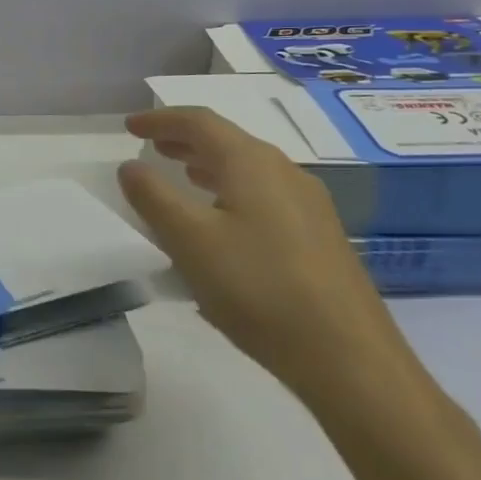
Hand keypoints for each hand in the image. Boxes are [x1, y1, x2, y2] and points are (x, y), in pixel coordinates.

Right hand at [118, 107, 427, 411]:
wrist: (351, 360)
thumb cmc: (259, 289)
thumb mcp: (190, 241)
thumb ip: (153, 197)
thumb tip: (130, 166)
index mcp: (251, 162)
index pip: (199, 122)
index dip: (160, 119)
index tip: (129, 127)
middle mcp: (284, 172)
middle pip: (227, 140)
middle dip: (185, 139)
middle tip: (152, 146)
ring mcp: (309, 205)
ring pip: (248, 169)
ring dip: (209, 165)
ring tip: (183, 176)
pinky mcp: (321, 237)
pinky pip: (265, 194)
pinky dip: (232, 190)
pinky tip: (224, 222)